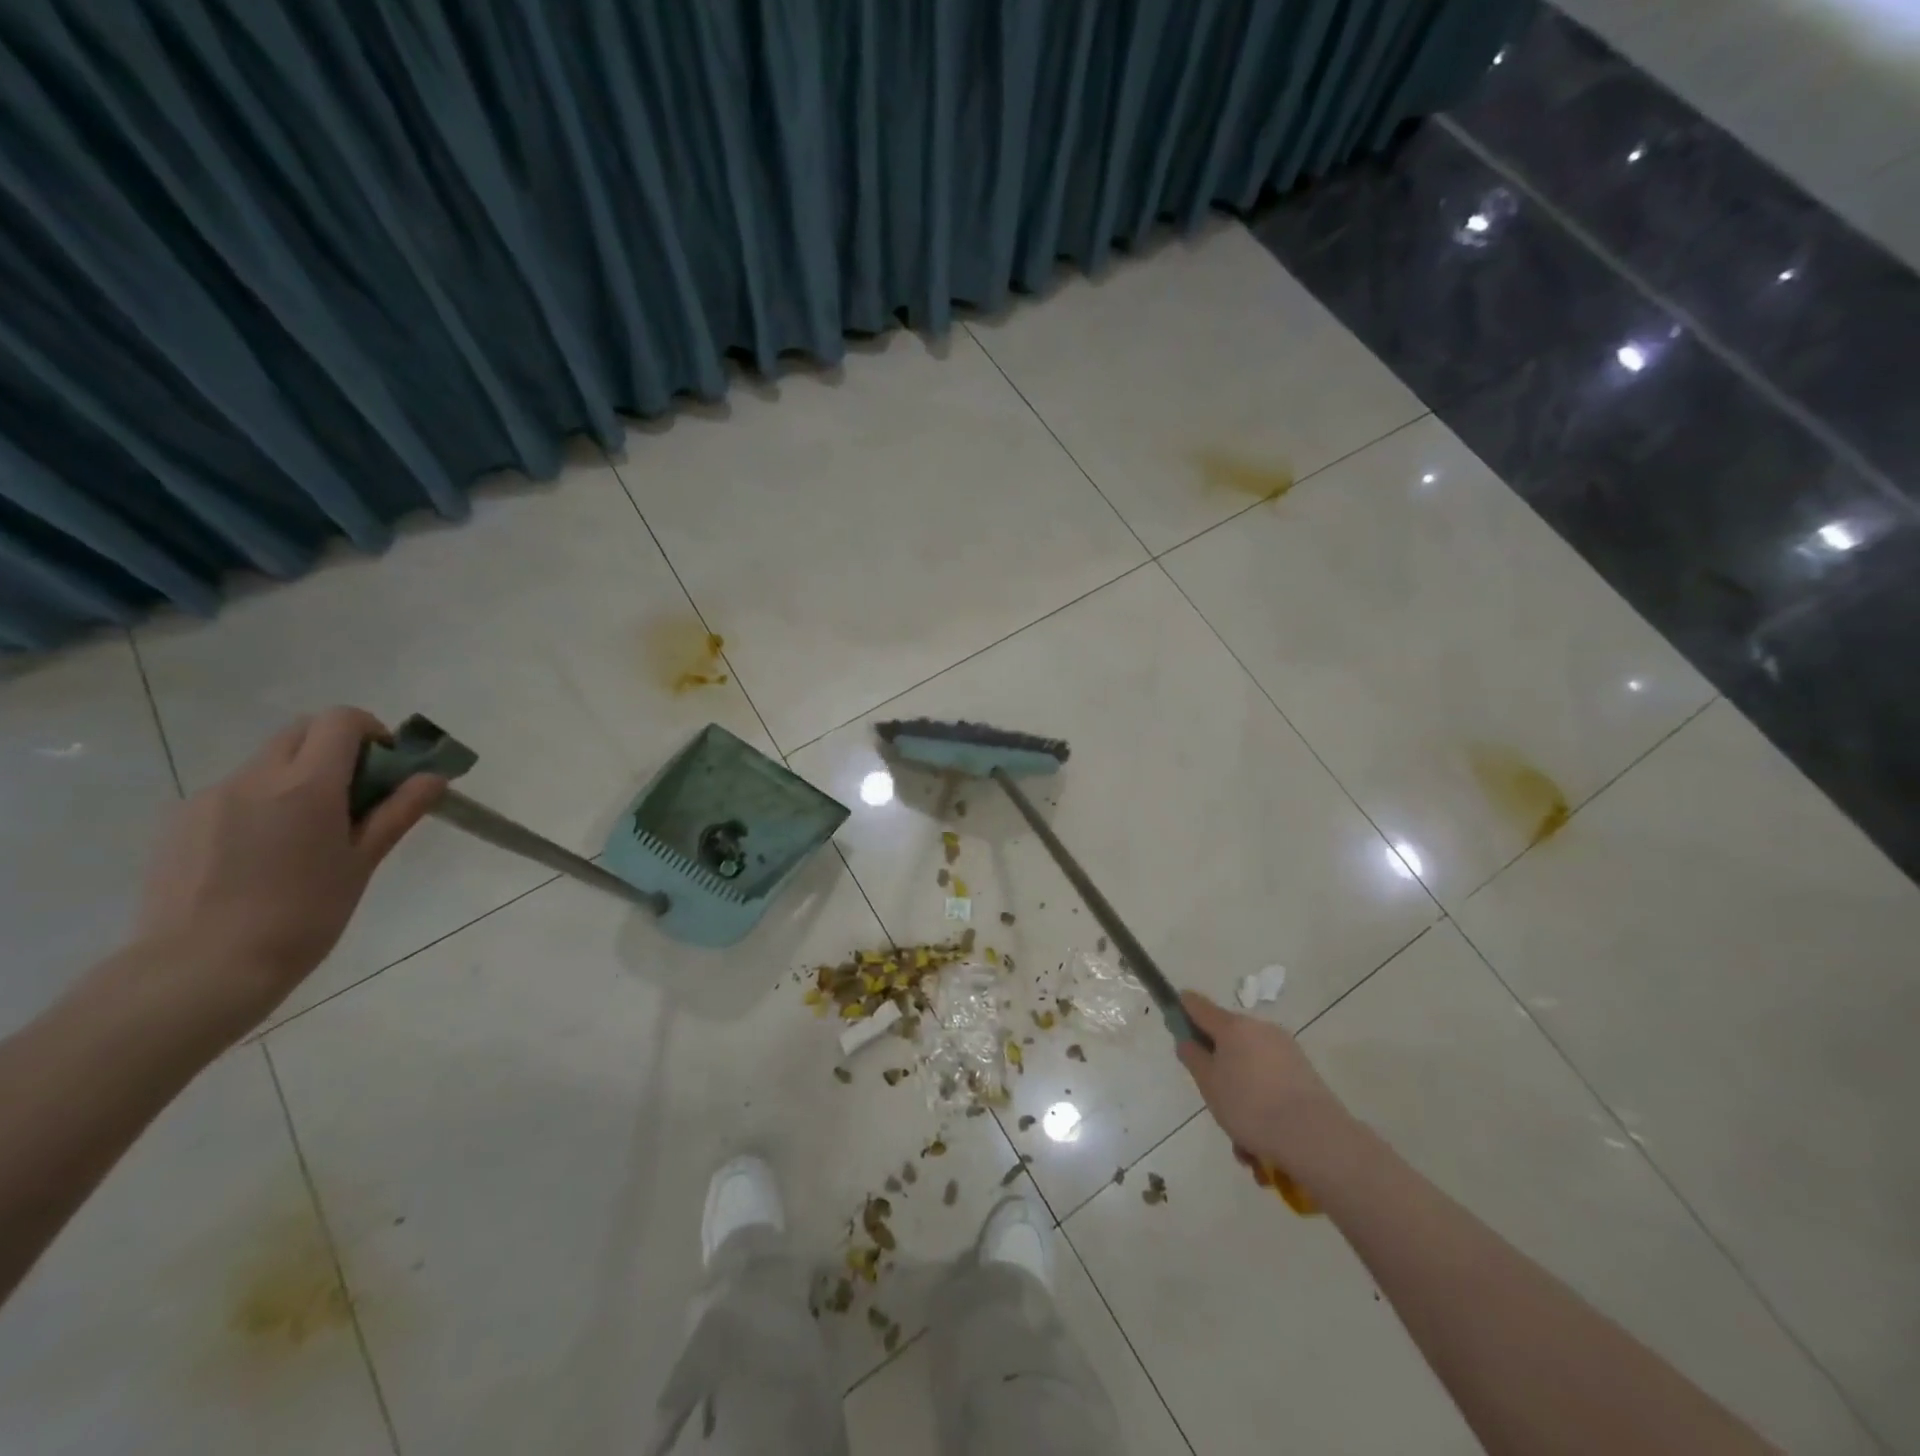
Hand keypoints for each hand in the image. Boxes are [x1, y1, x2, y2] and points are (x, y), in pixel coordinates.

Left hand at [132, 708, 443, 1034]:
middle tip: (355, 797)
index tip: (384, 769)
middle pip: (300, 732)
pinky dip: (261, 804)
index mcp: (305, 784)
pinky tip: (263, 856)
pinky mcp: (178, 822)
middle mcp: (253, 778)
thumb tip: (433, 778)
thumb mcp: (362, 863)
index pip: (339, 720)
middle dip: (335, 749)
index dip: (370, 732)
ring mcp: (208, 798)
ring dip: (297, 778)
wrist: (201, 969)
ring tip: (307, 837)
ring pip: (265, 763)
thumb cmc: (303, 916)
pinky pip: (233, 793)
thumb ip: (397, 812)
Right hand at [1176, 991, 1352, 1175]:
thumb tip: (1187, 1039)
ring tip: (1241, 1141)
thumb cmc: (1250, 1105)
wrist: (1314, 1137)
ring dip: (1241, 1093)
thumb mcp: (1208, 1083)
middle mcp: (1259, 1029)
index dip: (1182, 1010)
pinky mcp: (1304, 1073)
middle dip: (1217, 1066)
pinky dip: (1263, 1102)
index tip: (1174, 1024)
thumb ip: (1193, 1057)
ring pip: (1250, 1066)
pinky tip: (1261, 1142)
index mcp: (1232, 1026)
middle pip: (1227, 1038)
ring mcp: (1285, 1049)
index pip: (1197, 1005)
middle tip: (1213, 1098)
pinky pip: (1271, 1081)